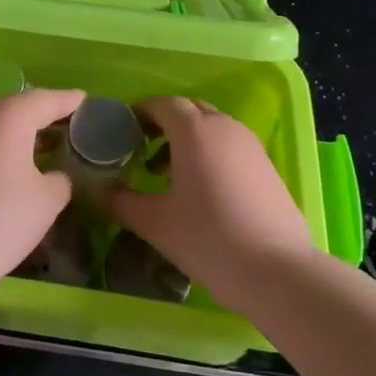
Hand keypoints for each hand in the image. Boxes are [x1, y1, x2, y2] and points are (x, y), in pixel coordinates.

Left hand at [0, 88, 80, 301]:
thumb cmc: (0, 219)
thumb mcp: (47, 201)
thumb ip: (60, 180)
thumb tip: (54, 176)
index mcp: (9, 115)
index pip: (47, 99)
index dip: (69, 101)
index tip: (86, 100)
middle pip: (18, 108)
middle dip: (43, 116)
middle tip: (68, 126)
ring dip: (20, 134)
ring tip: (44, 148)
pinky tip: (11, 169)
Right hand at [107, 98, 314, 309]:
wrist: (279, 272)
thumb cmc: (209, 239)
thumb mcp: (156, 223)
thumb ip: (120, 202)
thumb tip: (96, 191)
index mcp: (194, 130)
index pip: (162, 103)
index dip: (140, 112)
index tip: (123, 130)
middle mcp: (223, 126)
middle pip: (188, 109)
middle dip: (163, 122)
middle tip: (142, 148)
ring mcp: (249, 144)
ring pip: (211, 126)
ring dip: (187, 138)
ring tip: (167, 173)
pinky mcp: (266, 165)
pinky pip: (229, 144)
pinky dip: (209, 152)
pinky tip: (201, 189)